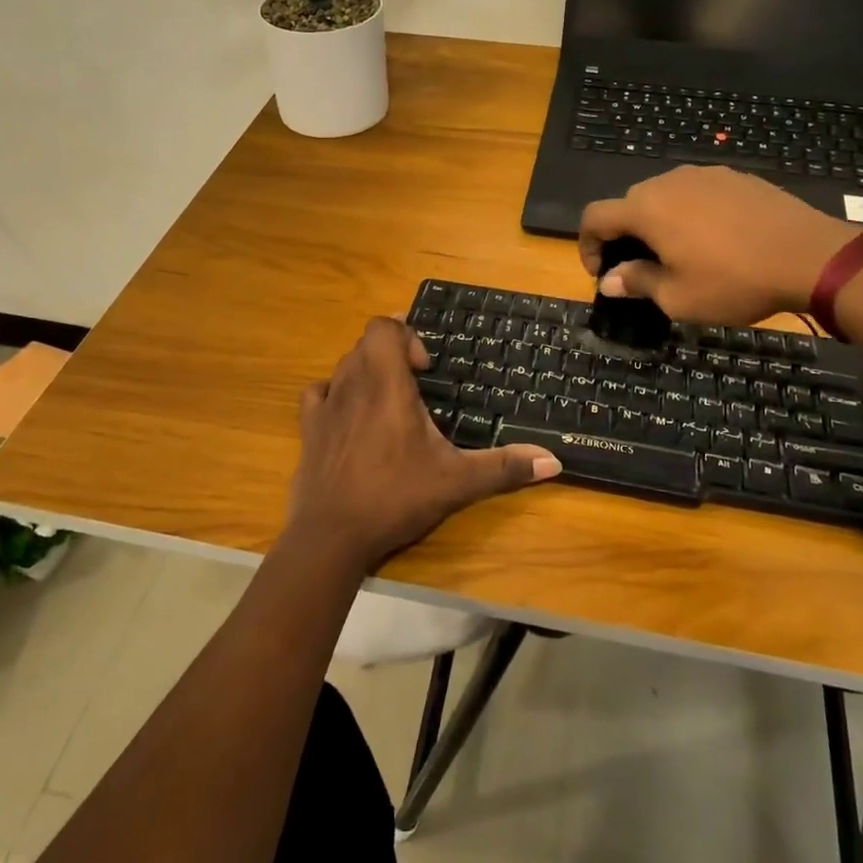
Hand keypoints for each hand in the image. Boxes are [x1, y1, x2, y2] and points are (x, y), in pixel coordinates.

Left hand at [286, 318, 560, 575]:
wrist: (331, 536)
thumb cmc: (395, 497)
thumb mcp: (456, 482)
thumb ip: (504, 467)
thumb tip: (554, 461)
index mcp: (387, 384)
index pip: (384, 326)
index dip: (406, 335)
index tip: (426, 369)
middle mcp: (352, 383)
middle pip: (366, 343)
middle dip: (393, 354)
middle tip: (416, 386)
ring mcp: (325, 405)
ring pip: (344, 365)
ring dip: (367, 372)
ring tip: (389, 403)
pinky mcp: (308, 428)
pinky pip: (319, 392)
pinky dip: (335, 393)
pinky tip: (351, 418)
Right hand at [579, 165, 860, 323]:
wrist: (810, 256)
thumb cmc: (734, 281)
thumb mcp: (679, 297)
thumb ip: (638, 283)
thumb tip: (610, 281)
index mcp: (646, 209)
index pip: (595, 217)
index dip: (587, 245)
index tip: (602, 273)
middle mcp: (669, 182)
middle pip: (629, 204)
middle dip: (624, 235)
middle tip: (641, 268)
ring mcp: (705, 174)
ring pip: (664, 196)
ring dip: (658, 222)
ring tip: (680, 253)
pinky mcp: (735, 177)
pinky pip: (697, 192)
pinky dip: (691, 213)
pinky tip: (715, 239)